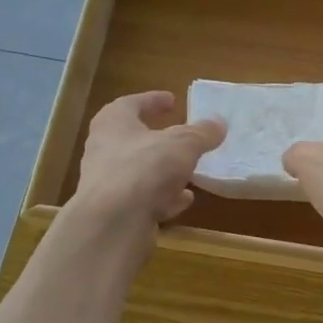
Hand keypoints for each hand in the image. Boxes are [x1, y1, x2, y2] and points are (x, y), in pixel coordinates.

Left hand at [68, 91, 225, 237]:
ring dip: (163, 170)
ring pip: (139, 170)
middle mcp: (104, 149)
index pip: (132, 103)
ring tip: (188, 170)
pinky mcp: (115, 210)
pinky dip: (163, 196)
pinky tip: (183, 200)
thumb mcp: (183, 144)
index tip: (172, 100)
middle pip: (133, 138)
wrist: (113, 222)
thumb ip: (202, 133)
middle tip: (180, 136)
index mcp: (113, 122)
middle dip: (159, 138)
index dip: (153, 100)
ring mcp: (107, 182)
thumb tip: (219, 122)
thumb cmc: (144, 168)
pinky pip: (143, 198)